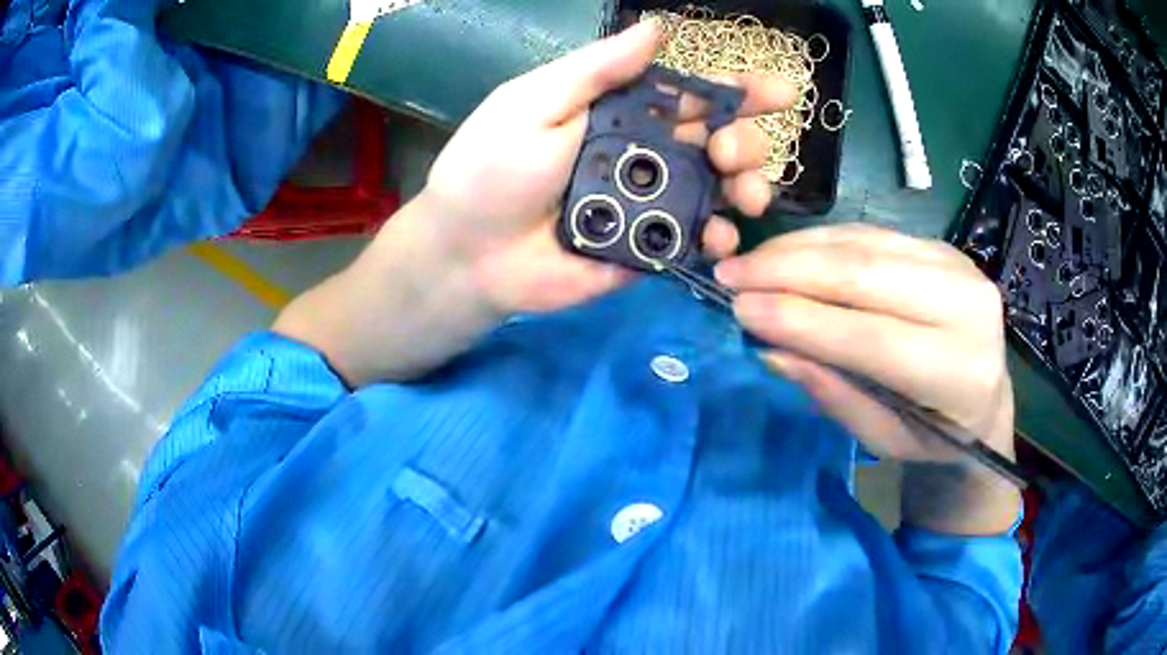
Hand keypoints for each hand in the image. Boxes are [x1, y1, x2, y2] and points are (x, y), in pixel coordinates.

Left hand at [418, 19, 795, 313]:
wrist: (467, 251)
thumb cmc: (492, 168)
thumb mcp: (536, 103)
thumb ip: (597, 69)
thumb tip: (656, 26)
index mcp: (621, 112)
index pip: (691, 94)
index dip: (736, 90)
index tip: (778, 92)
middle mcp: (644, 153)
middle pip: (718, 141)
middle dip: (744, 142)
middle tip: (728, 151)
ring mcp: (649, 203)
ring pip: (718, 191)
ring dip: (745, 189)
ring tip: (743, 194)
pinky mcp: (647, 250)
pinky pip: (694, 242)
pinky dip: (716, 239)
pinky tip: (718, 237)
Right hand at [715, 224, 1013, 463]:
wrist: (983, 402)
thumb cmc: (933, 435)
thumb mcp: (883, 437)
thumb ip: (834, 393)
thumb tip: (771, 349)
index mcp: (963, 372)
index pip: (874, 338)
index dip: (804, 321)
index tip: (741, 310)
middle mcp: (970, 307)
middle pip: (869, 275)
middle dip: (791, 270)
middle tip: (732, 275)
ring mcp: (960, 266)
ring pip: (867, 244)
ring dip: (800, 249)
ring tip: (750, 261)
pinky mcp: (943, 247)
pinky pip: (874, 233)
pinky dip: (824, 240)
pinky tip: (789, 251)